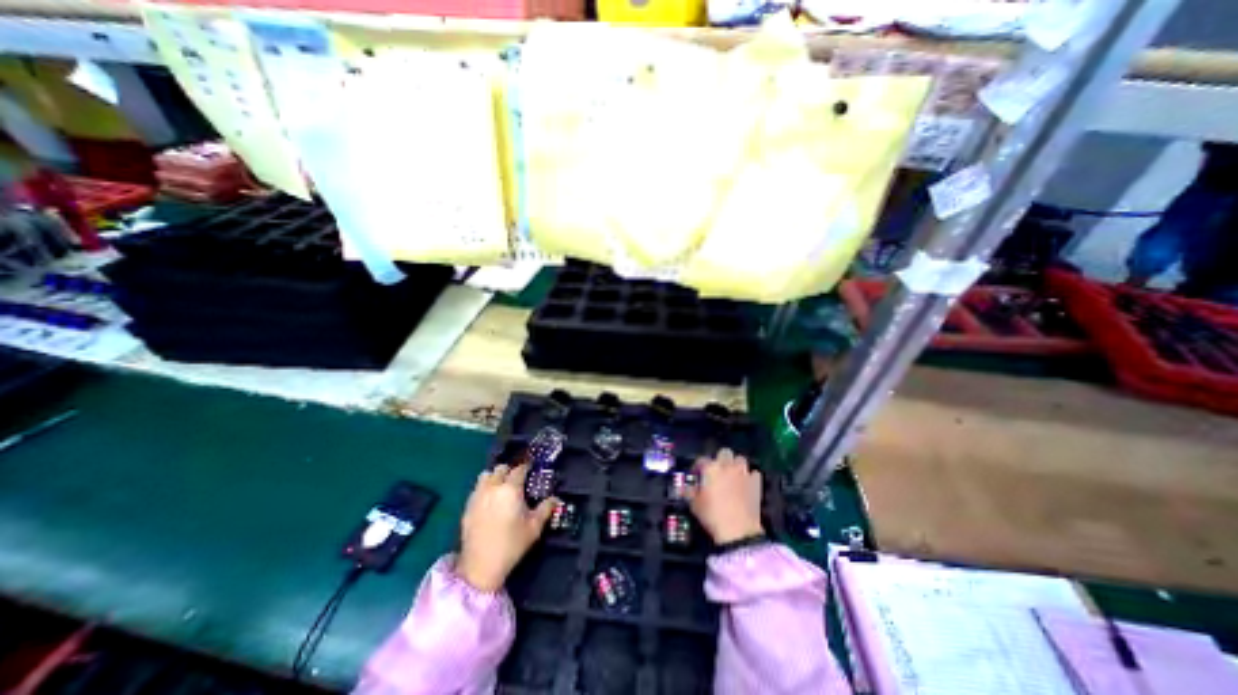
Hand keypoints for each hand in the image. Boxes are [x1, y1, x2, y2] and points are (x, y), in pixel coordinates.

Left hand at [452, 462, 554, 592]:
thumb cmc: (512, 544)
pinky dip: (484, 488)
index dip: (526, 467)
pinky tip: (489, 500)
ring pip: (485, 476)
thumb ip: (546, 508)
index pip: (519, 470)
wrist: (481, 566)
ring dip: (494, 477)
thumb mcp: (534, 527)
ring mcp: (478, 496)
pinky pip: (476, 489)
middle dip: (509, 471)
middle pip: (500, 469)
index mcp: (511, 489)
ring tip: (501, 487)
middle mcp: (493, 487)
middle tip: (517, 480)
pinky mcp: (467, 507)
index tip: (531, 469)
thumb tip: (555, 498)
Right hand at [687, 449, 764, 544]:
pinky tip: (746, 485)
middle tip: (716, 471)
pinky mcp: (756, 483)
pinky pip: (753, 473)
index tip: (696, 474)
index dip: (697, 466)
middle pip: (724, 452)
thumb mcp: (694, 505)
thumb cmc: (712, 515)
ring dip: (736, 465)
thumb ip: (689, 492)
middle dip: (720, 459)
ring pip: (740, 459)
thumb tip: (684, 488)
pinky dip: (749, 477)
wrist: (738, 530)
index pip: (701, 460)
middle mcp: (727, 465)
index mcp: (710, 468)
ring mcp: (743, 473)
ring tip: (732, 475)